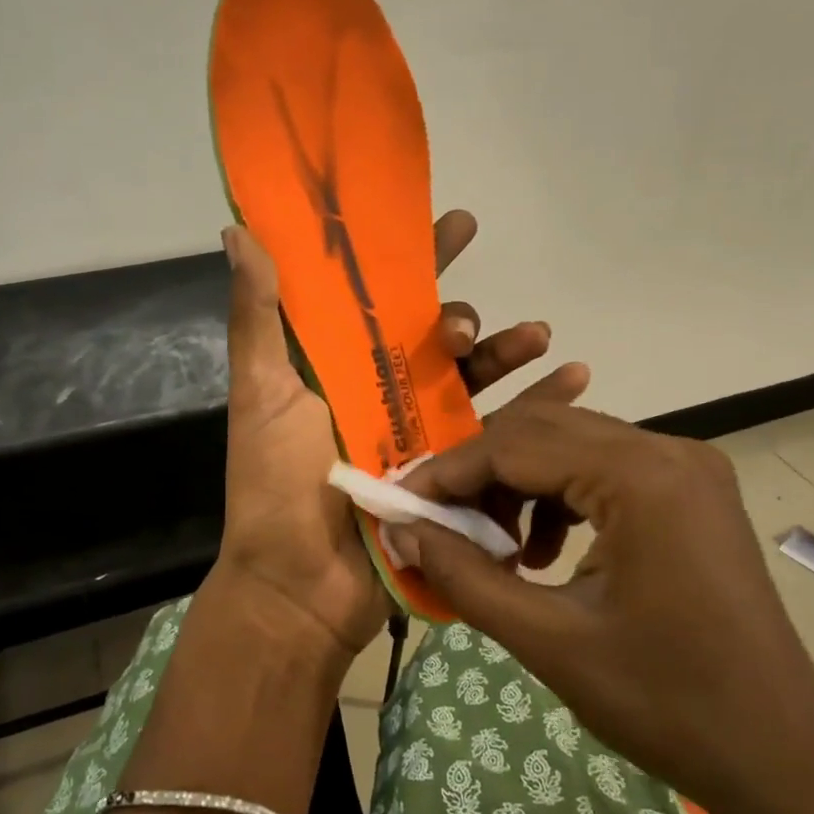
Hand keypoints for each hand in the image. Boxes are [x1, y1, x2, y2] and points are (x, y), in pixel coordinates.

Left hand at [213, 211, 588, 668]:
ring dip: (510, 352)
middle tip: (463, 329)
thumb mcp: (262, 394)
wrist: (301, 589)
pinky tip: (575, 381)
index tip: (455, 224)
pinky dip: (542, 405)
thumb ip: (257, 316)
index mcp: (341, 368)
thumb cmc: (276, 486)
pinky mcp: (456, 476)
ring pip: (478, 380)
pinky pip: (505, 433)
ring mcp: (424, 436)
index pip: (383, 300)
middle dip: (461, 319)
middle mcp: (385, 394)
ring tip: (539, 338)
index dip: (418, 259)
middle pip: (437, 340)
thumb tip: (239, 230)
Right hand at [394, 401, 813, 813]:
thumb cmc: (666, 705)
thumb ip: (464, 575)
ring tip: (492, 546)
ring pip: (572, 447)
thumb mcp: (548, 641)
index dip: (448, 472)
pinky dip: (558, 498)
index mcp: (642, 477)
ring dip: (518, 485)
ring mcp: (687, 468)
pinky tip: (543, 553)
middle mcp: (670, 451)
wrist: (780, 760)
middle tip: (436, 522)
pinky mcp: (691, 493)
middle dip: (480, 474)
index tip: (399, 502)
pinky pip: (604, 471)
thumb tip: (400, 529)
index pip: (517, 444)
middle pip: (544, 432)